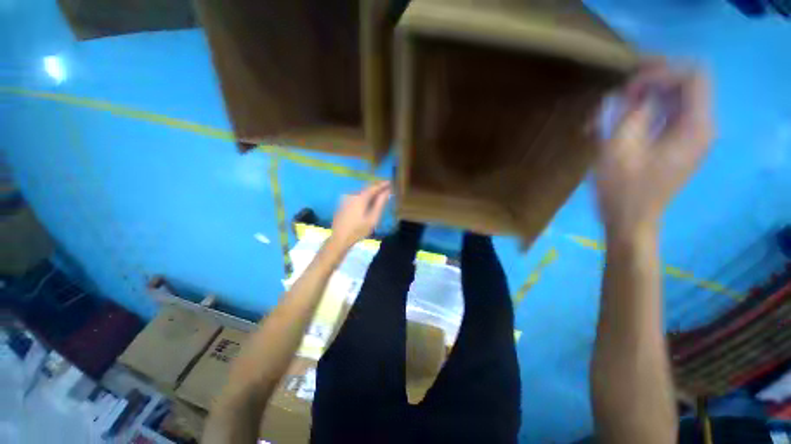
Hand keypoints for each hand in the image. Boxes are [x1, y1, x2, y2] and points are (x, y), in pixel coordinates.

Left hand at [329, 181, 390, 249]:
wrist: (339, 238)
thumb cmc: (358, 230)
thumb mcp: (373, 218)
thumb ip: (380, 203)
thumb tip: (387, 192)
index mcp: (360, 197)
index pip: (374, 187)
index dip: (382, 184)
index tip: (390, 182)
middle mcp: (352, 195)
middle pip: (366, 188)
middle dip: (376, 188)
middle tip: (385, 188)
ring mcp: (345, 199)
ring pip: (360, 192)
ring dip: (369, 193)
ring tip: (377, 195)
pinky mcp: (342, 204)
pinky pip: (354, 197)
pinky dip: (362, 197)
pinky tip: (366, 202)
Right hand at [595, 62, 712, 237]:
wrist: (632, 223)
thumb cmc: (624, 188)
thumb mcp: (624, 140)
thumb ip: (639, 102)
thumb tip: (645, 82)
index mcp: (694, 131)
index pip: (693, 76)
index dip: (663, 71)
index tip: (637, 86)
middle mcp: (702, 129)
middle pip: (691, 78)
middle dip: (661, 73)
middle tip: (634, 83)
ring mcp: (696, 133)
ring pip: (686, 86)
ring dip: (659, 82)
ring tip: (633, 92)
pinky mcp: (688, 138)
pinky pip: (681, 101)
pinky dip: (661, 94)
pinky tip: (641, 103)